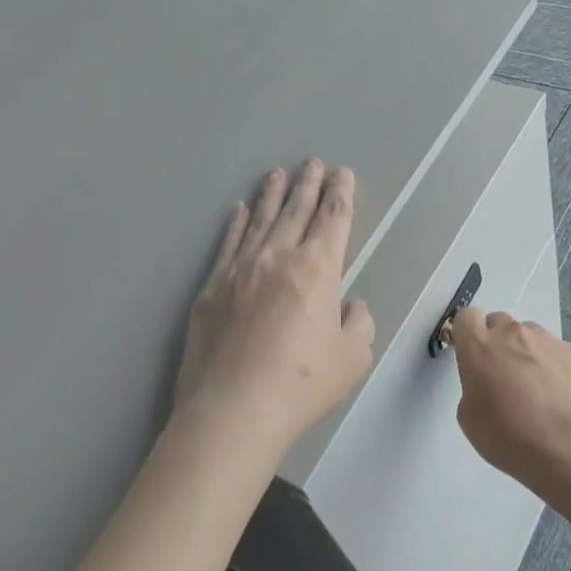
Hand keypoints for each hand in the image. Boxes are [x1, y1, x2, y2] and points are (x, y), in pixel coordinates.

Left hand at [173, 160, 375, 465]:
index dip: (340, 194)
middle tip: (312, 162)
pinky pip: (227, 243)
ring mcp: (241, 269)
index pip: (334, 219)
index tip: (342, 173)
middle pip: (297, 210)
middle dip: (308, 184)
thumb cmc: (302, 383)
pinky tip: (238, 210)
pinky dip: (235, 223)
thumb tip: (350, 305)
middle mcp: (279, 257)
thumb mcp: (353, 357)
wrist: (234, 409)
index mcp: (318, 269)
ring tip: (277, 174)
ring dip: (272, 195)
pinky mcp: (212, 288)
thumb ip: (359, 323)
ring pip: (260, 220)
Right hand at [452, 308, 570, 491]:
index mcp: (478, 345)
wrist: (564, 446)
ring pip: (529, 335)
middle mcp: (511, 333)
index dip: (468, 332)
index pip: (467, 316)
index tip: (471, 353)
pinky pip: (555, 351)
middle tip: (503, 374)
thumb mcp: (468, 415)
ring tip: (536, 387)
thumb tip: (488, 380)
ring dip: (526, 352)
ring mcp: (545, 339)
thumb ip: (473, 384)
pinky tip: (558, 394)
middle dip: (498, 341)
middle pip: (499, 322)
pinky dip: (552, 365)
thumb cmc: (506, 434)